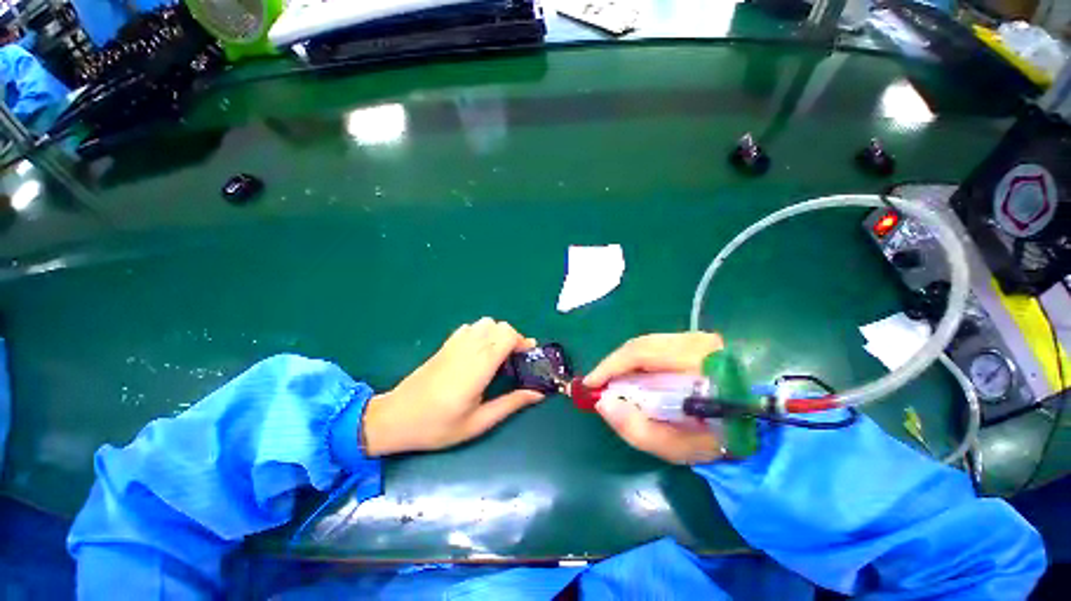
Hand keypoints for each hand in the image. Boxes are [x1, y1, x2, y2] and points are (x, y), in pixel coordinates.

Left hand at [361, 318, 544, 455]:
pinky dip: (481, 333)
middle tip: (515, 360)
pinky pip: (470, 327)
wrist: (395, 418)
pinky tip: (479, 352)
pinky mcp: (445, 345)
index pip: (506, 335)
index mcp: (478, 367)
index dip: (522, 342)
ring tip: (498, 356)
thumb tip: (538, 393)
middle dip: (513, 338)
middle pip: (499, 326)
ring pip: (485, 323)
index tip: (527, 357)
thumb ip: (510, 404)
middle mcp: (467, 349)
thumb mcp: (478, 423)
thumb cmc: (437, 426)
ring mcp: (454, 344)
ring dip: (497, 334)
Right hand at [586, 332, 725, 464]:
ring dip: (625, 364)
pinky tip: (635, 378)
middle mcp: (698, 342)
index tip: (590, 383)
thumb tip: (603, 402)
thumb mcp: (677, 447)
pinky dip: (639, 362)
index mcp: (698, 362)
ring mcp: (699, 339)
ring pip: (646, 345)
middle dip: (614, 365)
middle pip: (640, 345)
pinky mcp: (697, 342)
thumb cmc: (720, 443)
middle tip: (599, 385)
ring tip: (614, 383)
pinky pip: (656, 347)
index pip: (641, 353)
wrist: (758, 431)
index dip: (610, 366)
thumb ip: (637, 428)